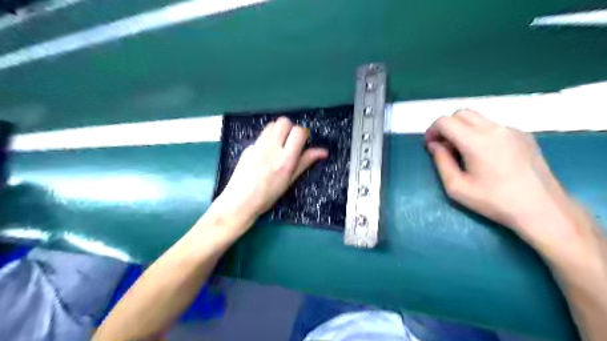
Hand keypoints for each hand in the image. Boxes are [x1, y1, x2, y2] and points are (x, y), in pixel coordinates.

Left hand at [214, 116, 327, 222]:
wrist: (240, 201)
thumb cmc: (268, 196)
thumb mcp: (290, 180)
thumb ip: (305, 162)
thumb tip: (323, 151)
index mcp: (285, 159)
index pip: (298, 132)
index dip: (304, 134)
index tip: (303, 142)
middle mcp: (272, 148)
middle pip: (284, 122)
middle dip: (291, 128)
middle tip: (291, 141)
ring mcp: (258, 146)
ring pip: (272, 125)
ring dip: (279, 130)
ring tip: (280, 144)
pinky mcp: (248, 147)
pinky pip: (261, 135)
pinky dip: (268, 138)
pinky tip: (266, 153)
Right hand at [426, 109, 593, 251]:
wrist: (542, 209)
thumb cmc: (494, 201)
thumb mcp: (456, 187)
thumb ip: (441, 162)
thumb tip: (434, 145)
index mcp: (476, 141)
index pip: (446, 121)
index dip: (432, 130)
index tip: (430, 145)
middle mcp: (494, 128)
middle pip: (462, 113)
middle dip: (447, 126)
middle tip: (443, 146)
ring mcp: (512, 130)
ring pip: (478, 118)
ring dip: (463, 129)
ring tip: (463, 152)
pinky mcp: (524, 135)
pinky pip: (494, 126)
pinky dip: (480, 133)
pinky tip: (485, 155)